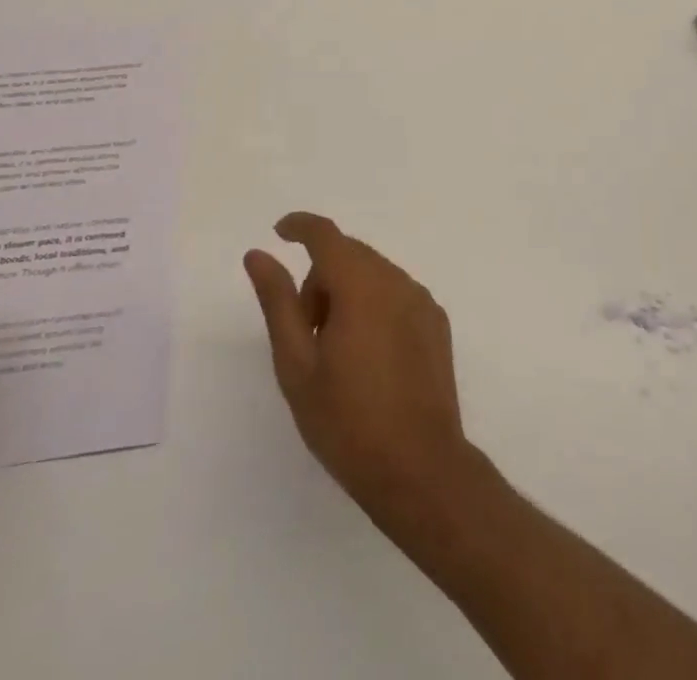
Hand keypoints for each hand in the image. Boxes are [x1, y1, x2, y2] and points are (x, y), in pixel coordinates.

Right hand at [244, 212, 473, 524]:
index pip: (326, 235)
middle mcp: (396, 280)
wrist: (420, 469)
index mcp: (361, 285)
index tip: (279, 232)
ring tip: (336, 352)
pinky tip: (369, 357)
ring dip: (347, 292)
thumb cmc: (347, 421)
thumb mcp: (297, 365)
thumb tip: (259, 254)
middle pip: (349, 255)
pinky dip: (374, 305)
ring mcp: (422, 301)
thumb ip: (278, 301)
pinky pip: (396, 294)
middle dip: (320, 278)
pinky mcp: (437, 323)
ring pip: (373, 274)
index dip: (300, 226)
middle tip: (304, 332)